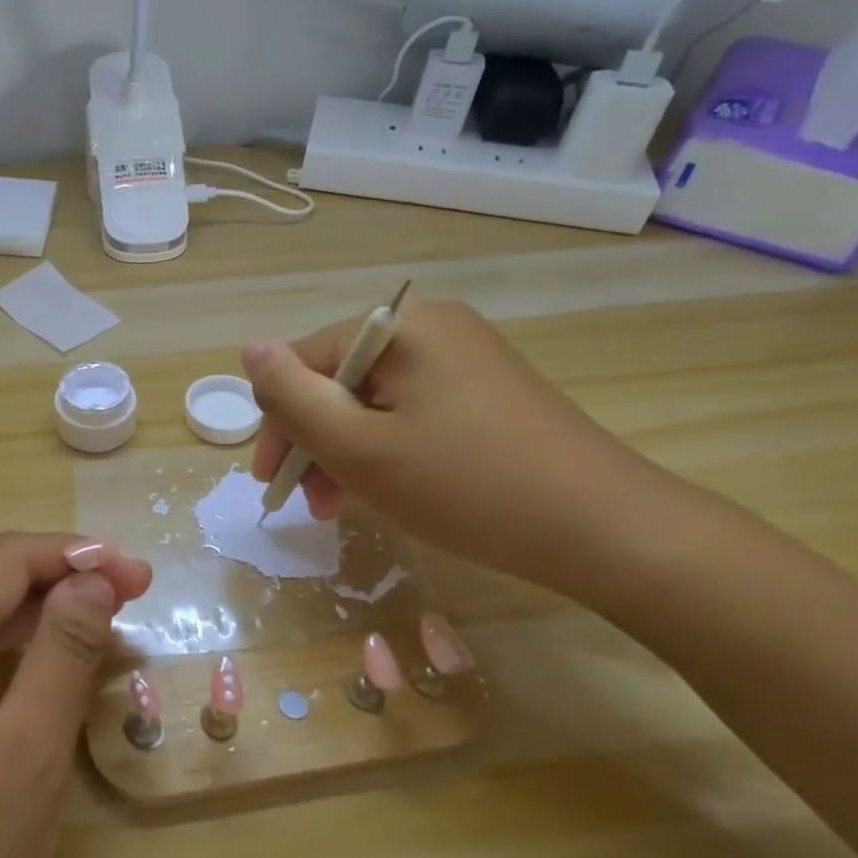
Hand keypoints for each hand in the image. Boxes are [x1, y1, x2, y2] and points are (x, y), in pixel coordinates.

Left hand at [0, 531, 151, 857]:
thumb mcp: (23, 770)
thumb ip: (61, 658)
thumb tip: (92, 579)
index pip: (2, 563)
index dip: (75, 557)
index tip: (140, 574)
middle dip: (62, 585)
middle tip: (137, 598)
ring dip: (39, 621)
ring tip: (107, 628)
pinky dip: (9, 660)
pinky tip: (50, 674)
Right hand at [243, 300, 671, 600]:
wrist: (607, 531)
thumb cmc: (467, 486)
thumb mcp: (360, 448)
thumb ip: (292, 398)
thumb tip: (250, 348)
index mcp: (402, 326)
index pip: (306, 361)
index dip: (279, 422)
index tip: (273, 485)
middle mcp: (434, 329)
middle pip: (341, 380)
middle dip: (315, 442)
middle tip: (312, 505)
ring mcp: (467, 360)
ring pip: (375, 402)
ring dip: (347, 452)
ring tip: (343, 508)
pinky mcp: (489, 393)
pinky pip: (413, 414)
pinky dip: (388, 450)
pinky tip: (389, 490)